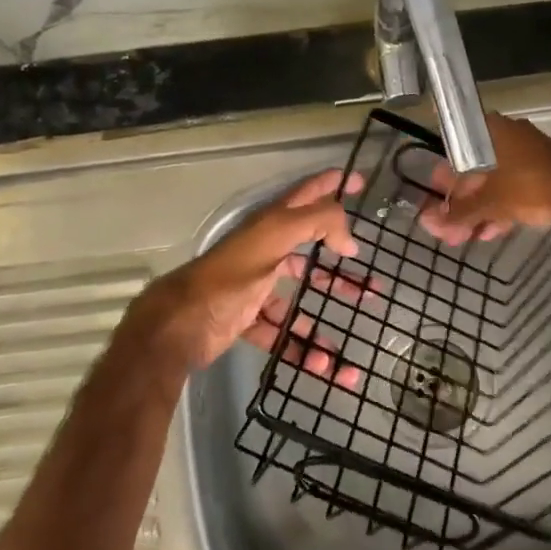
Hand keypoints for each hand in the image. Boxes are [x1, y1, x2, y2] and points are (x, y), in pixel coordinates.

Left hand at [129, 169, 369, 383]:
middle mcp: (265, 252)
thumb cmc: (230, 276)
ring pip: (297, 302)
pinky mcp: (247, 320)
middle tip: (371, 284)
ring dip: (323, 320)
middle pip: (309, 257)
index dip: (332, 185)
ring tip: (351, 338)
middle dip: (339, 270)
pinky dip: (302, 349)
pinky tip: (324, 365)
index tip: (359, 183)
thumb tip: (349, 238)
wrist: (179, 325)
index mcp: (270, 226)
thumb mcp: (274, 238)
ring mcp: (255, 288)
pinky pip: (281, 334)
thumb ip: (315, 223)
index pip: (307, 196)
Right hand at [419, 114, 550, 244]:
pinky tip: (490, 232)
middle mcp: (505, 135)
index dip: (444, 183)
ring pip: (494, 182)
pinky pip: (512, 186)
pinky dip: (500, 206)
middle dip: (462, 205)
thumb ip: (459, 212)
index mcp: (489, 131)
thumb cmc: (528, 186)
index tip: (437, 204)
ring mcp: (526, 152)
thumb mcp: (489, 202)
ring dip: (480, 210)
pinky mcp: (541, 170)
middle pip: (475, 172)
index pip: (455, 154)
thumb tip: (429, 223)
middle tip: (451, 229)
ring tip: (467, 237)